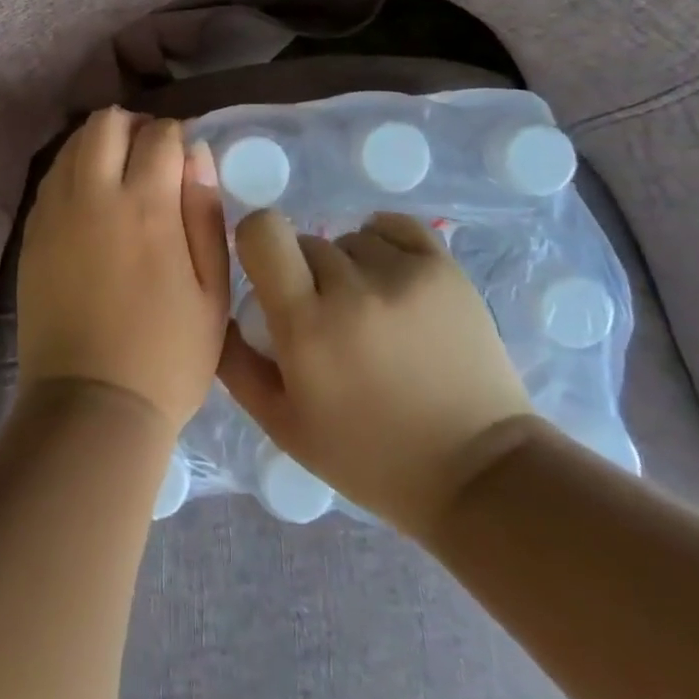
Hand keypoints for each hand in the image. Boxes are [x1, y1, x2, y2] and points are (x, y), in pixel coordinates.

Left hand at [16, 109, 230, 436]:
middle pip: (105, 123)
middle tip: (151, 156)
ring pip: (72, 145)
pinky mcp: (32, 234)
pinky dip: (74, 172)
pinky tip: (91, 203)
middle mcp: (94, 196)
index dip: (178, 136)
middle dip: (133, 126)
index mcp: (146, 206)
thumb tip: (198, 154)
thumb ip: (205, 213)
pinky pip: (52, 179)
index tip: (186, 158)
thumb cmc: (167, 354)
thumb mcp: (211, 290)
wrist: (91, 405)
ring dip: (100, 145)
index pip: (160, 134)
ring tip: (120, 176)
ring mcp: (55, 213)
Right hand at [219, 210, 532, 537]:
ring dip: (349, 266)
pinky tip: (391, 279)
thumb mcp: (285, 427)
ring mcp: (404, 273)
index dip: (257, 242)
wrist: (477, 472)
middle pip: (306, 241)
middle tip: (328, 319)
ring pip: (349, 238)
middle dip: (306, 274)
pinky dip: (383, 244)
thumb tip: (220, 308)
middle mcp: (352, 288)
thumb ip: (237, 365)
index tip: (267, 270)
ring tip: (371, 311)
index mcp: (307, 326)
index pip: (262, 232)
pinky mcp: (444, 267)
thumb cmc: (371, 458)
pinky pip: (392, 226)